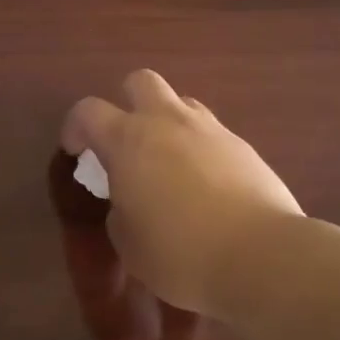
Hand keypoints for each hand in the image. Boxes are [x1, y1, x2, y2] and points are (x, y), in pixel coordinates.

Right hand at [62, 70, 305, 321]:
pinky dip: (201, 149)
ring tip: (169, 162)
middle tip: (126, 141)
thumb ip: (120, 211)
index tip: (77, 152)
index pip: (87, 112)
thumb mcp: (128, 244)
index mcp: (128, 140)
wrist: (263, 258)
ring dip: (167, 123)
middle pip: (140, 82)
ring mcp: (211, 130)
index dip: (75, 128)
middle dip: (127, 102)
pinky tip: (207, 185)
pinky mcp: (245, 147)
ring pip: (181, 103)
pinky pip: (212, 133)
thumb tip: (129, 201)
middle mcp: (167, 122)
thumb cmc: (180, 254)